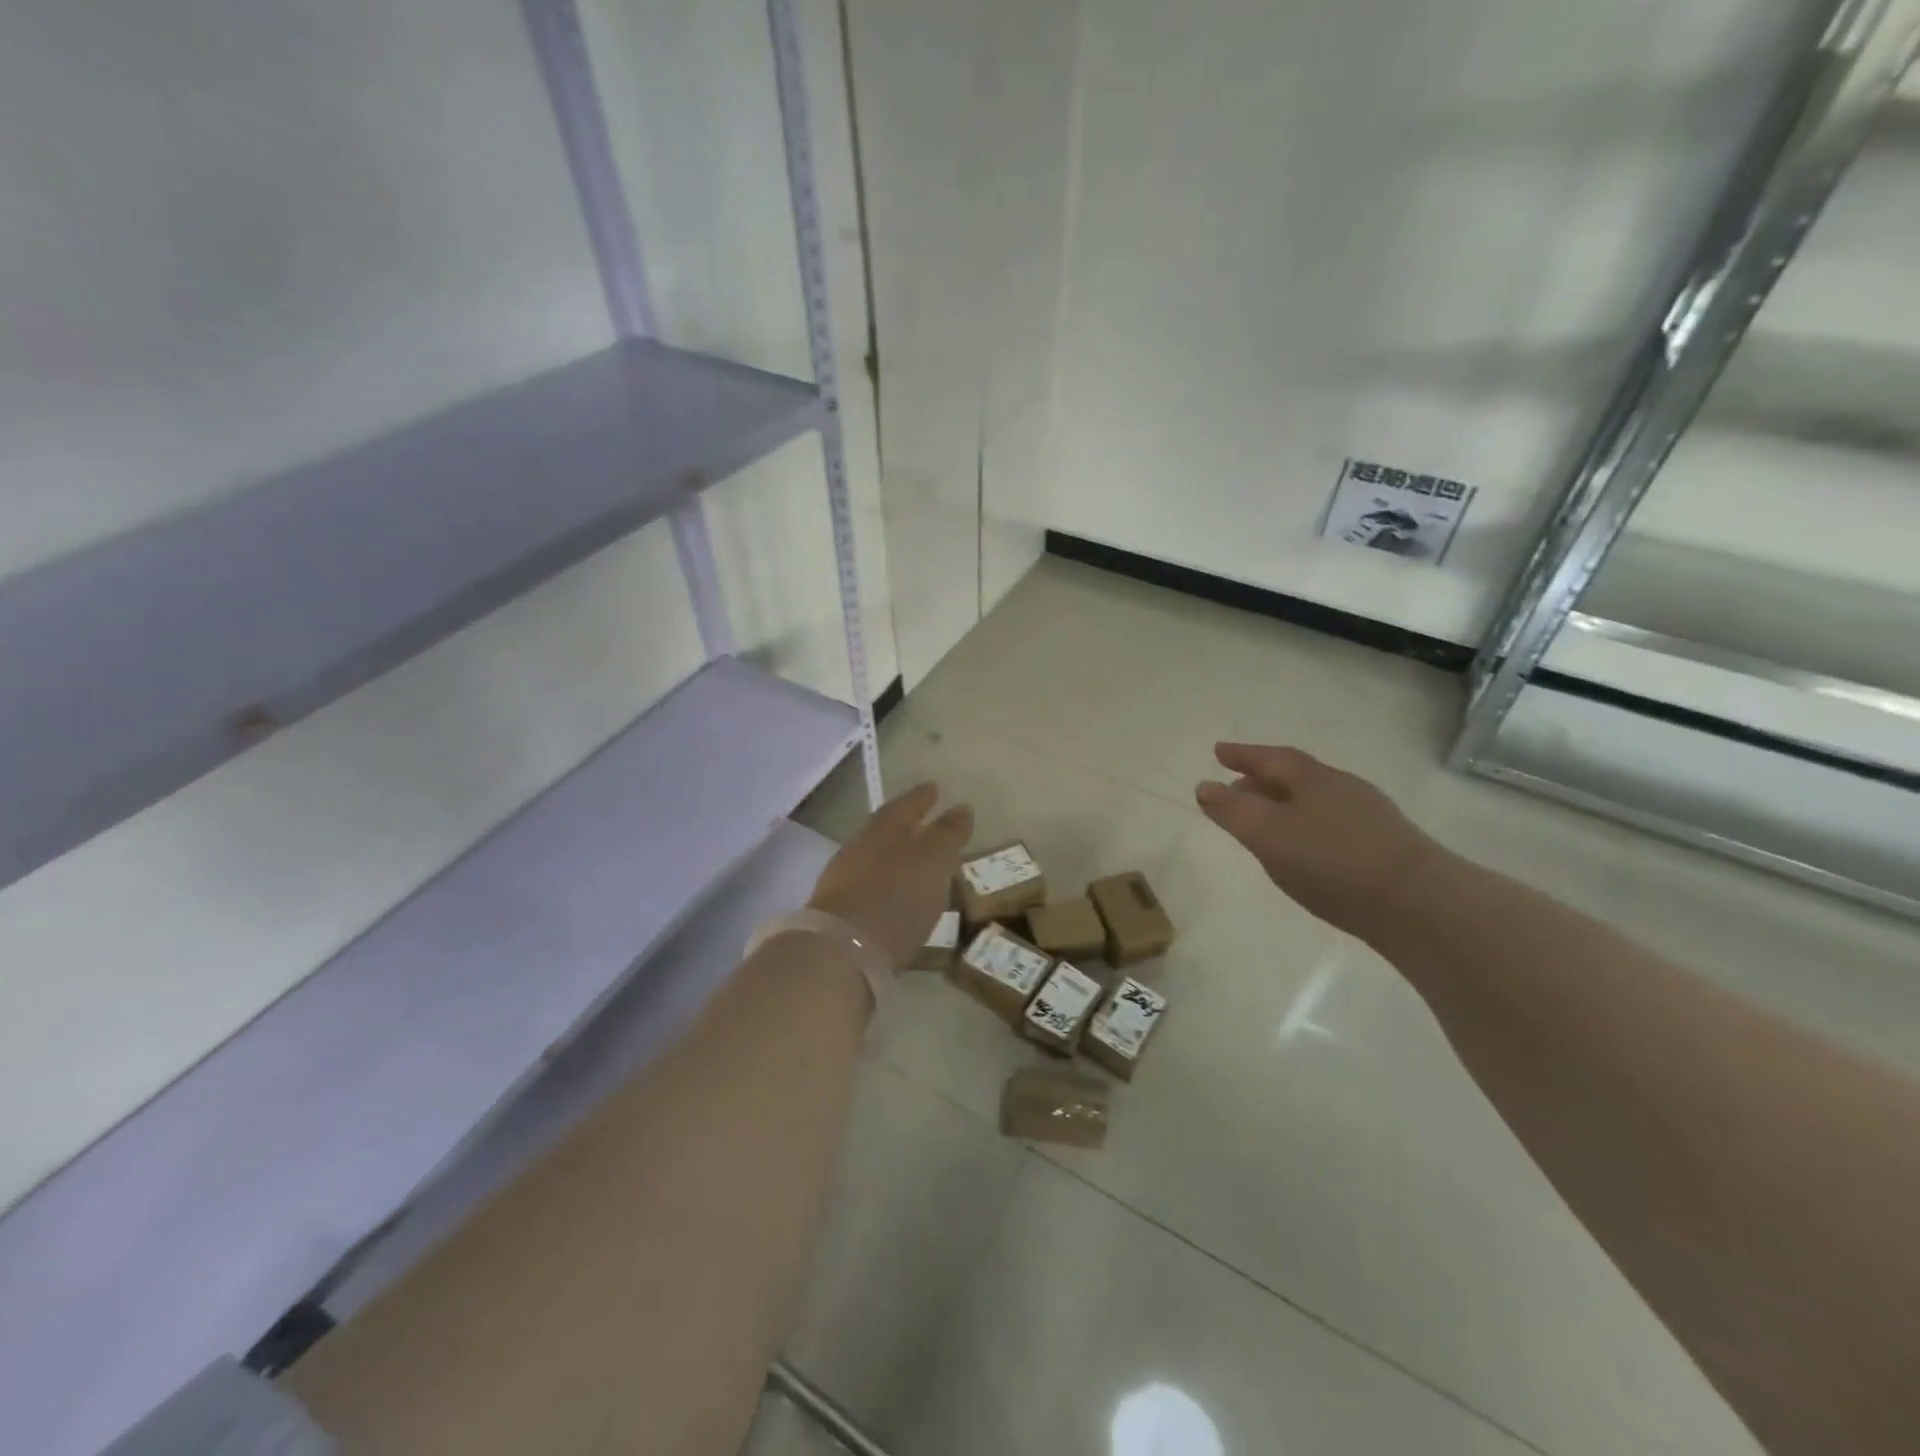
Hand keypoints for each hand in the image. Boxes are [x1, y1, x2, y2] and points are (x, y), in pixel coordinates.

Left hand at [809, 782, 973, 972]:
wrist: (843, 950)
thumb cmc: (897, 896)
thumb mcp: (933, 860)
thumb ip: (948, 834)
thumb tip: (961, 807)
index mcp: (883, 828)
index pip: (906, 804)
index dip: (922, 797)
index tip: (935, 788)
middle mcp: (860, 847)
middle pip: (886, 830)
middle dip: (907, 827)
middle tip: (927, 826)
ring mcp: (844, 880)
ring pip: (875, 858)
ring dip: (896, 858)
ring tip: (917, 865)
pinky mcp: (840, 912)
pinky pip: (868, 886)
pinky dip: (886, 885)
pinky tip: (897, 897)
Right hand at [1195, 743, 1442, 938]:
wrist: (1419, 904)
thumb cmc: (1332, 862)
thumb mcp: (1268, 835)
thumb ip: (1233, 811)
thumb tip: (1205, 786)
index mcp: (1313, 779)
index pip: (1271, 758)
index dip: (1243, 755)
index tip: (1218, 752)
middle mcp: (1342, 788)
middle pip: (1295, 776)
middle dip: (1262, 779)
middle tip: (1235, 789)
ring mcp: (1368, 816)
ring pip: (1315, 800)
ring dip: (1285, 804)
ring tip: (1266, 821)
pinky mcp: (1384, 846)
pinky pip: (1332, 823)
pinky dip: (1307, 826)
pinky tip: (1305, 849)